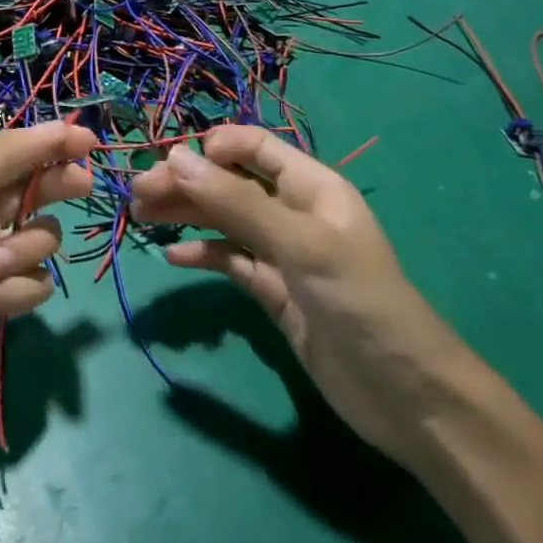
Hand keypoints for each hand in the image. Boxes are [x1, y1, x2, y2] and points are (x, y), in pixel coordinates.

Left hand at [0, 121, 98, 448]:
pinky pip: (33, 286)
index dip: (52, 143)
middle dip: (56, 186)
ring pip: (38, 242)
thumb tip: (58, 126)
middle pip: (33, 191)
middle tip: (81, 186)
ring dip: (23, 250)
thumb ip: (6, 156)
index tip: (90, 141)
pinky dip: (16, 292)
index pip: (15, 153)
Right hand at [130, 126, 475, 468]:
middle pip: (229, 184)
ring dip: (186, 215)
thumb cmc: (359, 300)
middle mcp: (293, 212)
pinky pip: (230, 261)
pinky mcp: (273, 291)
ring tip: (142, 216)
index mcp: (310, 186)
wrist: (404, 395)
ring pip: (224, 221)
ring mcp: (282, 254)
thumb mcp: (299, 244)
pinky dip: (202, 255)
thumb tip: (175, 158)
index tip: (171, 165)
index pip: (253, 147)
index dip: (212, 149)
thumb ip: (236, 201)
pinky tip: (173, 258)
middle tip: (138, 195)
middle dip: (186, 184)